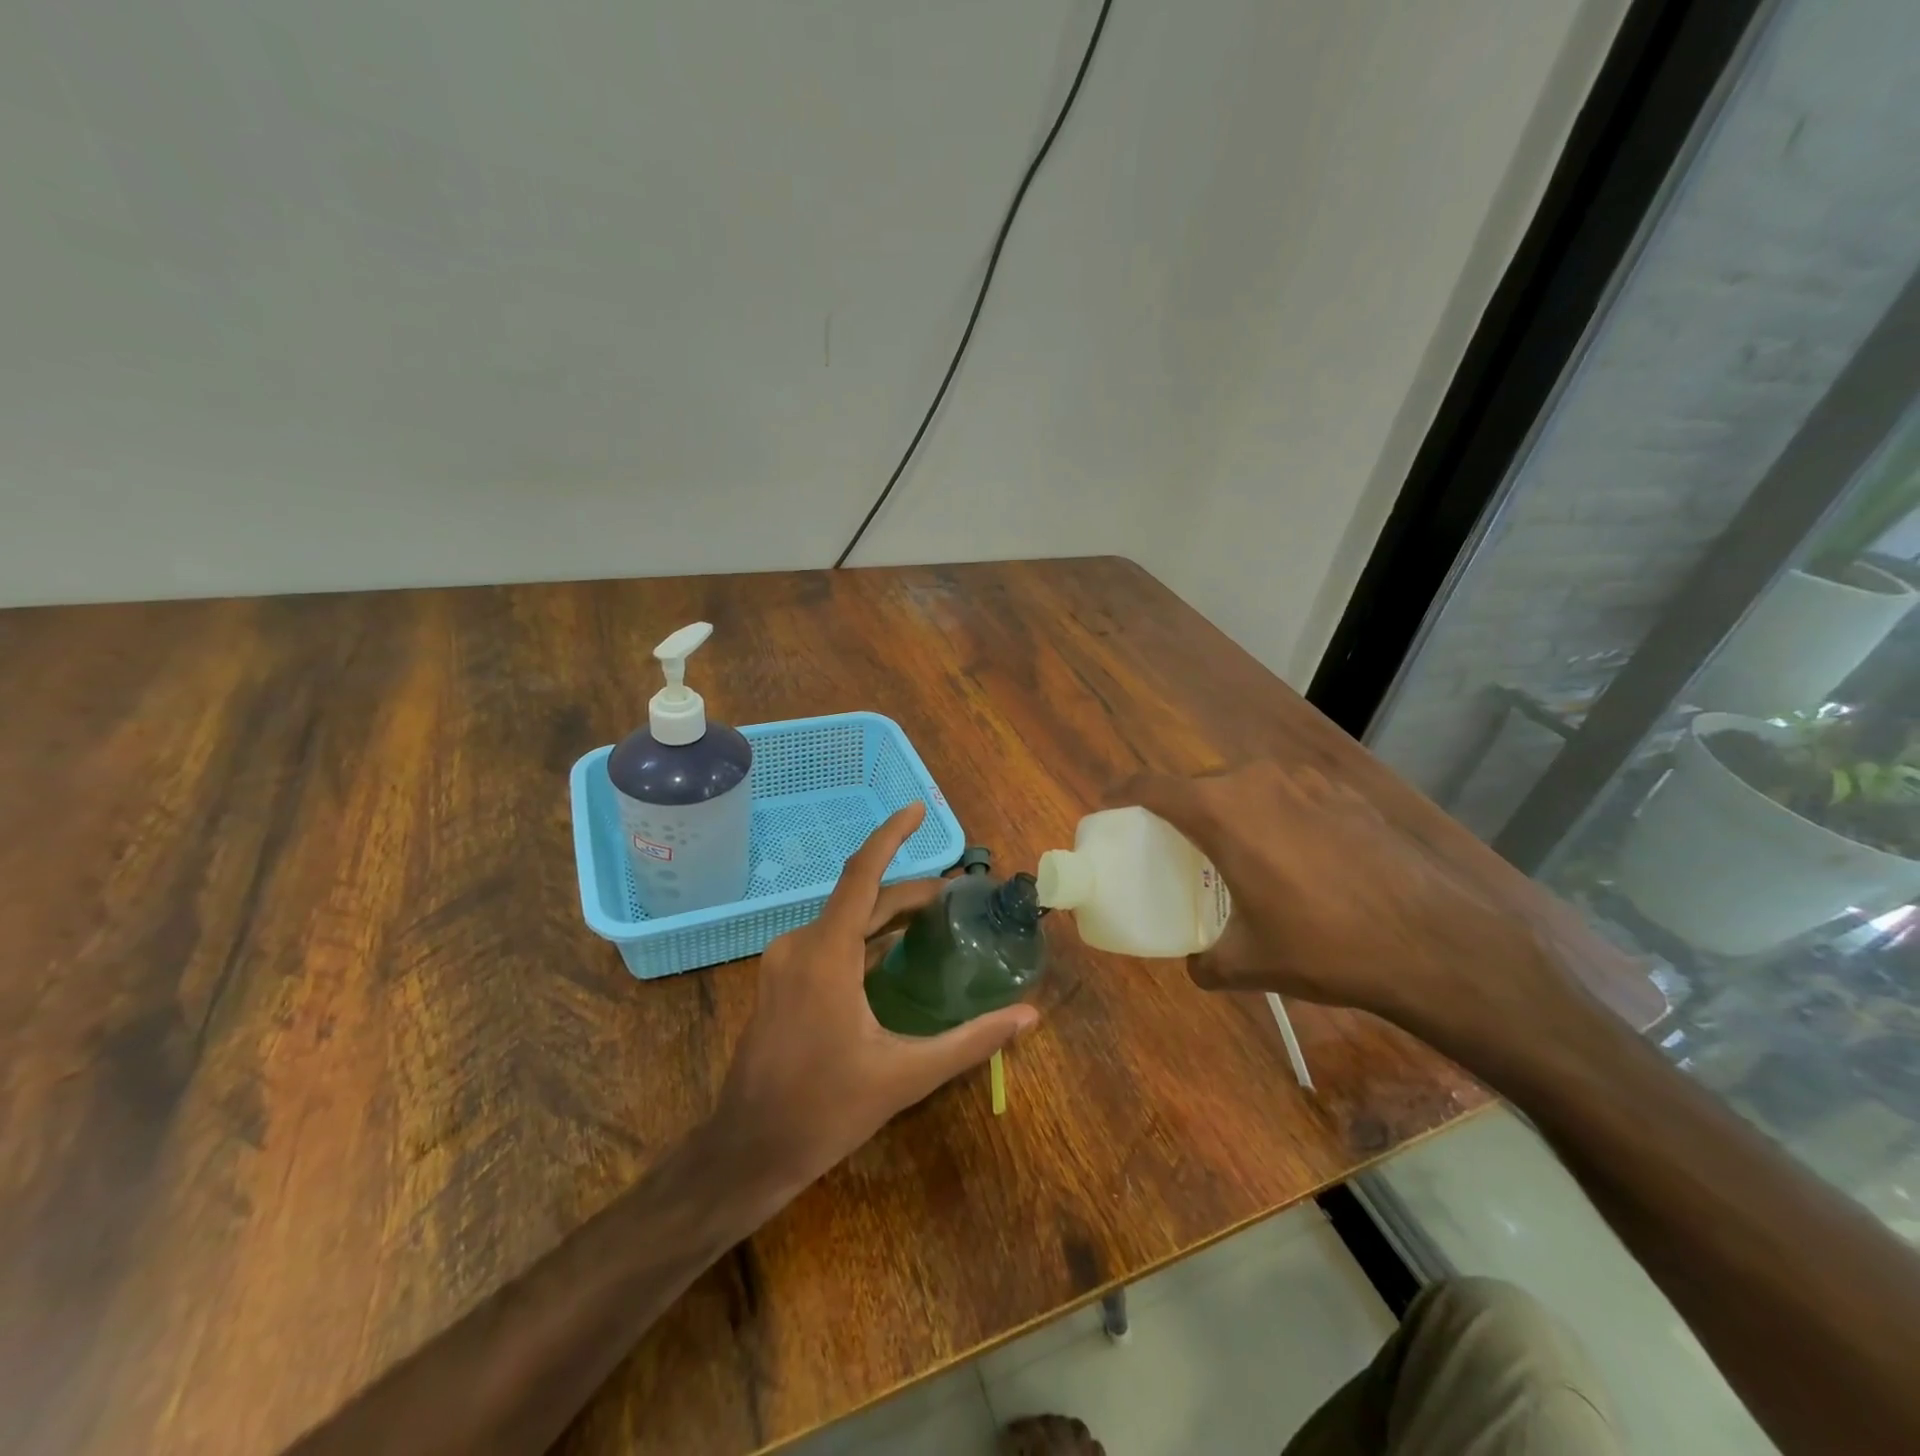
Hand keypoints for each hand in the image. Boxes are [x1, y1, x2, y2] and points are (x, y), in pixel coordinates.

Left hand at [712, 803, 1038, 1193]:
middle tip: (956, 898)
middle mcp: (801, 944)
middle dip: (909, 892)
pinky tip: (892, 955)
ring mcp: (785, 962)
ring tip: (933, 921)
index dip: (891, 835)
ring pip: (844, 920)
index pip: (862, 873)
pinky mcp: (780, 980)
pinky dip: (864, 937)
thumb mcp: (906, 1076)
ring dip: (886, 914)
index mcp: (826, 954)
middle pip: (861, 898)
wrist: (749, 1149)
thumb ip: (970, 1041)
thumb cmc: (825, 1110)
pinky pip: (829, 941)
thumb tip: (1028, 1016)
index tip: (918, 808)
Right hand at [1107, 762, 1582, 1056]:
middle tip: (1178, 845)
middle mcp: (1257, 781)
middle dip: (1181, 808)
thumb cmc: (1325, 947)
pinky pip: (1290, 794)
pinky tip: (1299, 856)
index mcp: (1220, 811)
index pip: (1151, 786)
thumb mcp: (1251, 963)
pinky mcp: (1346, 792)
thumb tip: (1196, 965)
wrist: (1434, 942)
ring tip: (1240, 851)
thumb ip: (1207, 962)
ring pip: (1247, 785)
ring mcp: (1307, 781)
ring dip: (1232, 810)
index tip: (1111, 808)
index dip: (1122, 793)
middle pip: (1199, 783)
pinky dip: (1276, 814)